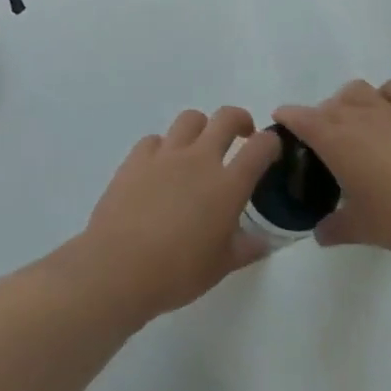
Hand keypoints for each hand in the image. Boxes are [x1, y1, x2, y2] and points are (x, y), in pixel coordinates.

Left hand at [57, 106, 281, 327]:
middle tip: (242, 135)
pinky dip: (164, 148)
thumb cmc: (176, 272)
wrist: (119, 267)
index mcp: (227, 185)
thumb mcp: (220, 267)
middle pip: (226, 118)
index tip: (271, 148)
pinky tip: (160, 168)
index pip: (260, 148)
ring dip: (201, 128)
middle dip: (240, 120)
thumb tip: (262, 241)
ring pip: (190, 119)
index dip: (270, 143)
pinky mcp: (137, 157)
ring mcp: (166, 153)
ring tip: (199, 147)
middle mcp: (199, 159)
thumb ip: (245, 248)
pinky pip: (156, 139)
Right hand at [274, 79, 390, 253]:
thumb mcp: (363, 229)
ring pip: (356, 90)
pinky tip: (388, 114)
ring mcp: (388, 107)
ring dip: (347, 102)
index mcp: (333, 138)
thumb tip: (320, 234)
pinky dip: (383, 96)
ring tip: (354, 124)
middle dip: (318, 119)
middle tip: (324, 147)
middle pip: (326, 105)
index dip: (286, 118)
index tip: (281, 125)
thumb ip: (335, 228)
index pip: (298, 117)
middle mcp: (355, 113)